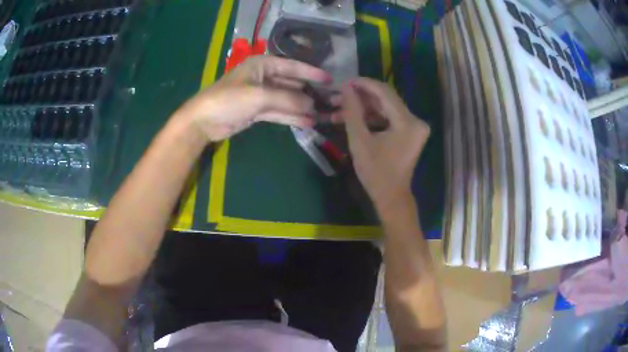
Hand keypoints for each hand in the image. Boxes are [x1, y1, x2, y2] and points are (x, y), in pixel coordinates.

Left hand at [175, 56, 331, 141]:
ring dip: (302, 107)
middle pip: (291, 84)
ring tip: (322, 115)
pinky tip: (307, 122)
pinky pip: (279, 112)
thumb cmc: (229, 100)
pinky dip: (291, 117)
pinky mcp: (257, 111)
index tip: (329, 79)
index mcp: (262, 65)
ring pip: (286, 100)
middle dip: (309, 92)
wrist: (204, 121)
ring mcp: (261, 95)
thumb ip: (287, 99)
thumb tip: (311, 105)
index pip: (292, 66)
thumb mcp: (259, 96)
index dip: (311, 73)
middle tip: (328, 101)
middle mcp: (263, 77)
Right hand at [339, 78, 429, 214]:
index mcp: (407, 122)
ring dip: (363, 108)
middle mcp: (415, 120)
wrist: (391, 197)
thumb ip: (352, 112)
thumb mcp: (360, 141)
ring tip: (339, 109)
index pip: (384, 92)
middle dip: (360, 97)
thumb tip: (346, 88)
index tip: (343, 82)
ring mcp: (414, 126)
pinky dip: (371, 117)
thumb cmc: (376, 173)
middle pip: (385, 99)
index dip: (363, 84)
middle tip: (338, 97)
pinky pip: (389, 118)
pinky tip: (352, 119)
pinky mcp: (410, 132)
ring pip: (385, 108)